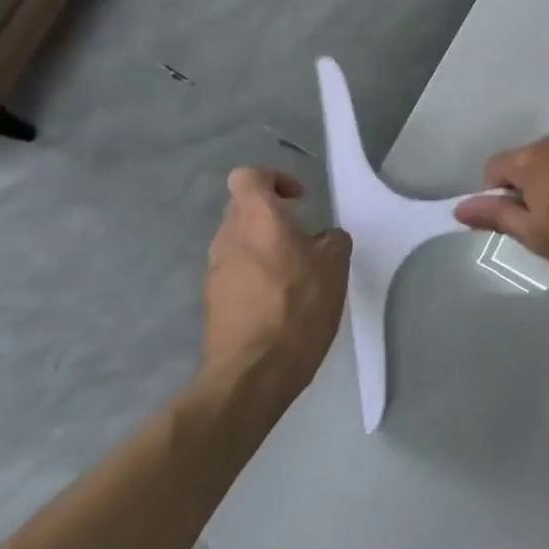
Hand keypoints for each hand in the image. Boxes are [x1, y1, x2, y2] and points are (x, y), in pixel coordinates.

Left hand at [203, 168, 350, 404]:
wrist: (253, 372)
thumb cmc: (298, 308)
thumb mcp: (335, 268)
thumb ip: (333, 241)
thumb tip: (325, 238)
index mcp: (257, 219)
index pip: (249, 177)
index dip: (274, 179)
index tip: (299, 200)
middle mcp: (228, 238)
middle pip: (243, 209)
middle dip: (272, 216)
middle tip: (303, 237)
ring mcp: (215, 270)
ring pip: (239, 241)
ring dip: (264, 247)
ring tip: (295, 273)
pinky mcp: (213, 300)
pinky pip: (235, 272)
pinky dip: (255, 275)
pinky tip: (279, 302)